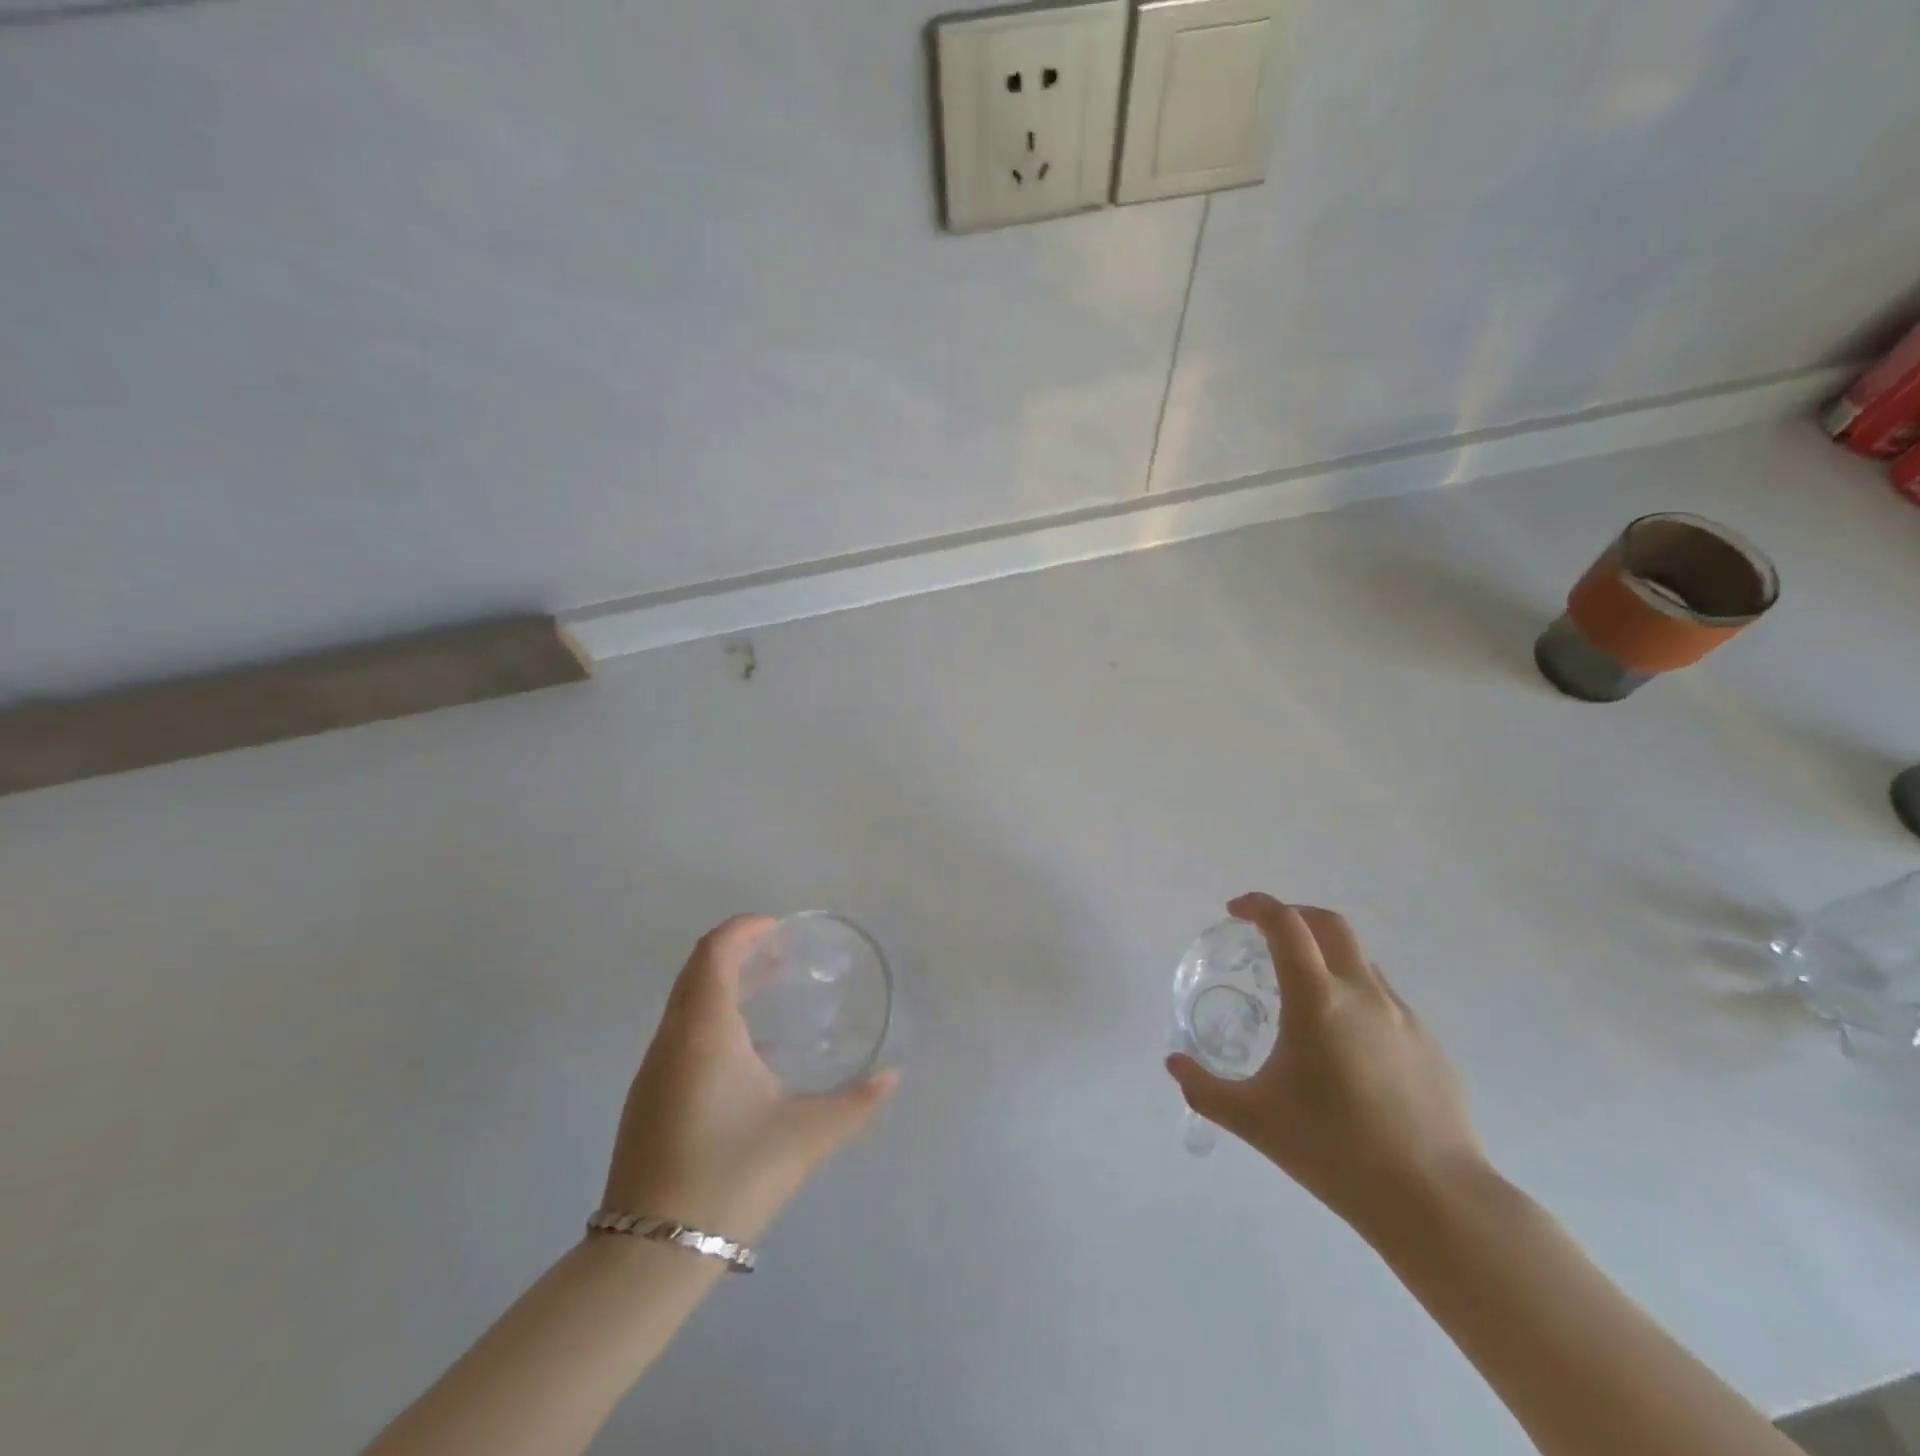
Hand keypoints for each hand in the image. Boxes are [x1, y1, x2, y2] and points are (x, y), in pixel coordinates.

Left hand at [602, 916, 897, 1242]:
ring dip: (724, 986)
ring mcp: (653, 1071)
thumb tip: (893, 1077)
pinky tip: (749, 1056)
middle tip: (781, 955)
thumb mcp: (804, 1136)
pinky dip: (713, 1019)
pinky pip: (681, 1035)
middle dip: (737, 953)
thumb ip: (855, 1103)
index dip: (743, 928)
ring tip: (768, 994)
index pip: (714, 952)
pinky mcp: (648, 1100)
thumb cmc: (729, 1176)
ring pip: (686, 1004)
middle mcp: (671, 1039)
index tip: (778, 927)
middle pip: (697, 971)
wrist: (648, 1257)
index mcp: (704, 1031)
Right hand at [1166, 894, 1489, 1235]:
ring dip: (1327, 957)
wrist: (1436, 1202)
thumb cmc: (1334, 1151)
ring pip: (1361, 961)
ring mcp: (1404, 1017)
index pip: (1286, 925)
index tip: (1235, 911)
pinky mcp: (1431, 1045)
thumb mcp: (1253, 1120)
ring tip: (1303, 996)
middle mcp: (1364, 994)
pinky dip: (1356, 997)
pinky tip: (1346, 1047)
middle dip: (1295, 915)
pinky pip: (1385, 1001)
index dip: (1258, 906)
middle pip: (1330, 924)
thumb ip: (1204, 1088)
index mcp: (1318, 1000)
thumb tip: (1174, 1064)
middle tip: (1268, 933)